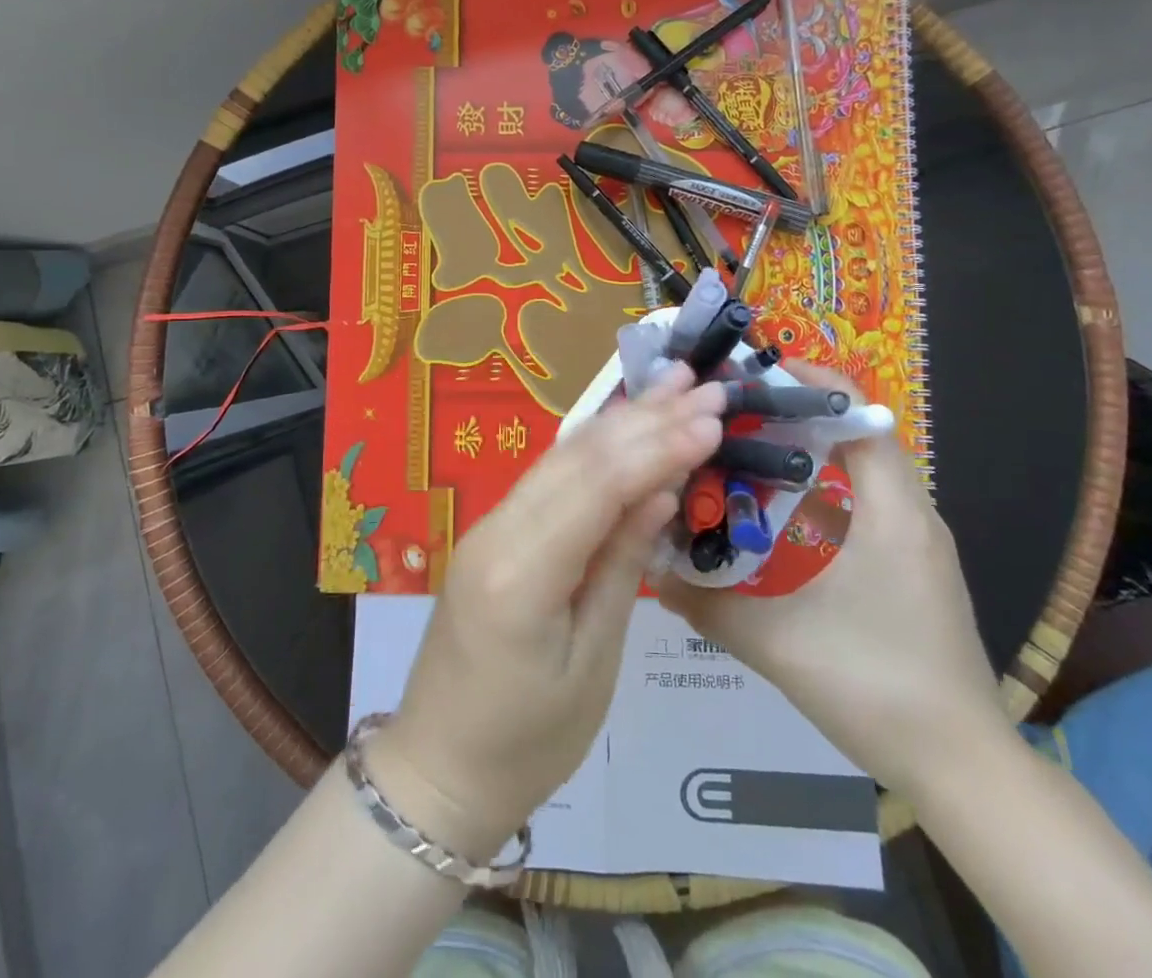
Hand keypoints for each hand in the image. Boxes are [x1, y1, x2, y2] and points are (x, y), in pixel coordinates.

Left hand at [365, 370, 725, 858]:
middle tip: (705, 385)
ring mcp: (489, 525)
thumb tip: (660, 491)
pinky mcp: (493, 531)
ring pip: (562, 457)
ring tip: (672, 384)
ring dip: (621, 419)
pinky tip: (625, 425)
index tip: (712, 419)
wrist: (438, 768)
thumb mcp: (592, 664)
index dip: (657, 446)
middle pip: (579, 458)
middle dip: (646, 418)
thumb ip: (622, 567)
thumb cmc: (527, 743)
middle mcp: (497, 530)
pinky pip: (549, 478)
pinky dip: (594, 448)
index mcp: (520, 574)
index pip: (596, 487)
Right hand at [655, 363, 1008, 794]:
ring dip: (805, 452)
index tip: (749, 373)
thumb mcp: (776, 642)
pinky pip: (864, 503)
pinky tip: (776, 516)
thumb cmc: (876, 685)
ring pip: (858, 469)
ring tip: (742, 454)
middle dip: (791, 413)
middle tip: (728, 414)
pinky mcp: (913, 568)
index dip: (807, 378)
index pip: (858, 410)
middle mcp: (910, 511)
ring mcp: (916, 541)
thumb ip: (706, 603)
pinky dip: (820, 489)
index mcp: (890, 508)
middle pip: (852, 432)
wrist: (964, 771)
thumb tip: (649, 570)